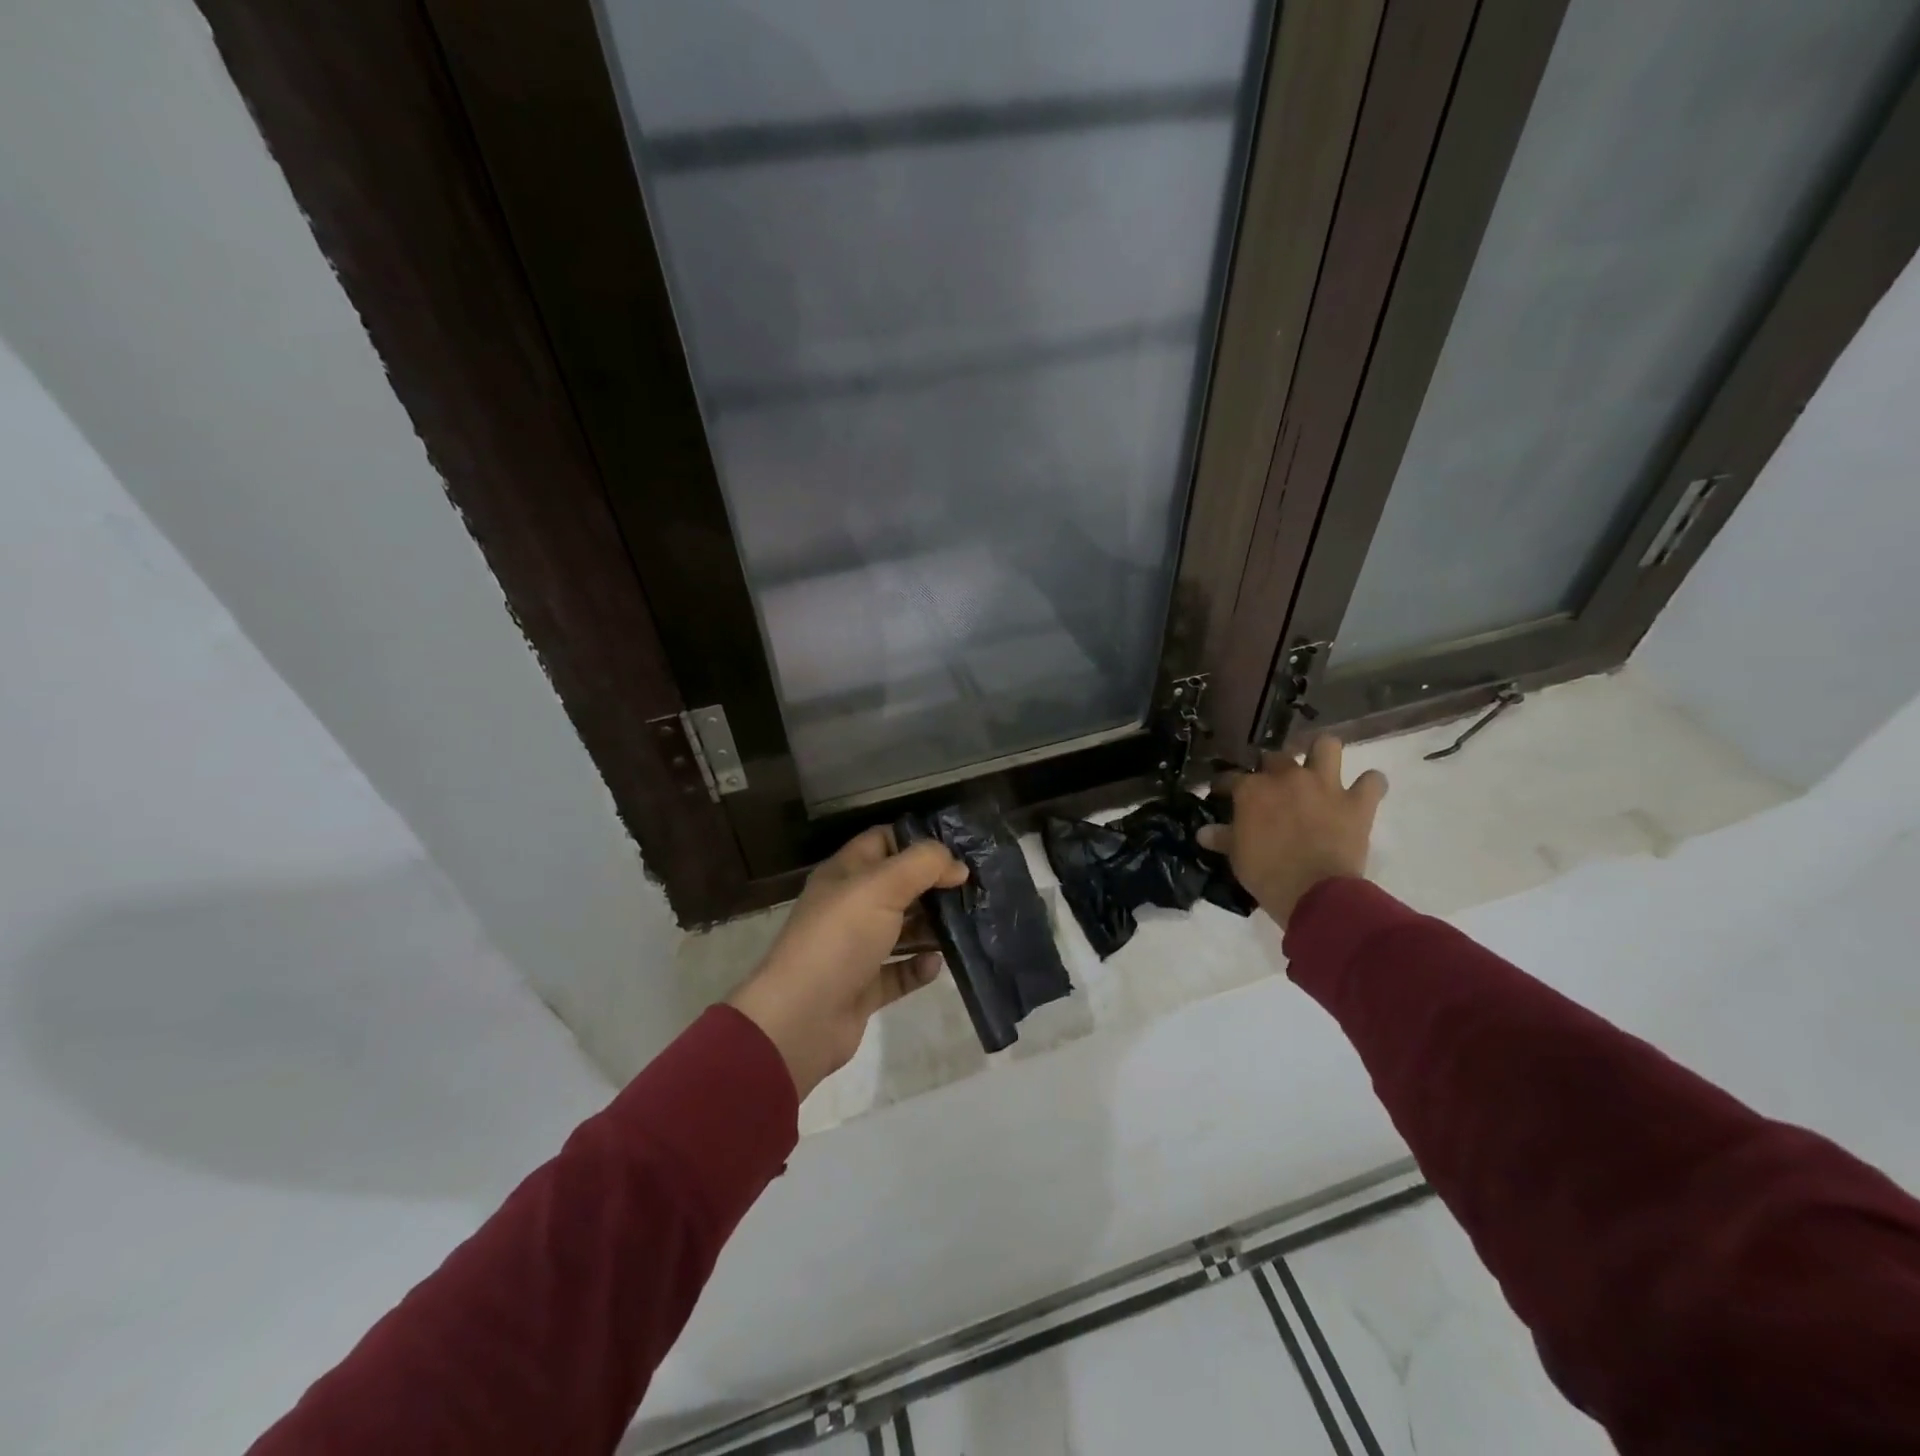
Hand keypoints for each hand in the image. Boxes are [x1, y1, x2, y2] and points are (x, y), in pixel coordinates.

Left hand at [728, 827, 967, 1098]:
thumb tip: (957, 864)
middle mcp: (849, 907)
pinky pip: (900, 971)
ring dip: (932, 927)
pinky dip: (919, 967)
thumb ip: (923, 865)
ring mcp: (856, 949)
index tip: (957, 849)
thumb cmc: (840, 938)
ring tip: (967, 925)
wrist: (801, 1018)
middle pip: (898, 886)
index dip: (917, 840)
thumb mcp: (882, 887)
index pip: (883, 841)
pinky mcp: (864, 987)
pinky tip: (936, 964)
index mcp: (845, 874)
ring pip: (902, 929)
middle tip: (973, 888)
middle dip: (933, 885)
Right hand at [1197, 737, 1387, 926]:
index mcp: (1253, 790)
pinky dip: (1369, 785)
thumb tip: (1203, 832)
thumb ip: (1222, 837)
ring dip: (1322, 754)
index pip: (1231, 777)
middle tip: (1271, 785)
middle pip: (1276, 756)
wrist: (1314, 893)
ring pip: (1327, 746)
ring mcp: (1325, 786)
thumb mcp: (1236, 856)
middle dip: (1271, 766)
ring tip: (1318, 768)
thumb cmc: (1267, 873)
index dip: (1224, 785)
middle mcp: (1288, 777)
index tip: (1221, 793)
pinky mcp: (1357, 803)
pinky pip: (1373, 781)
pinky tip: (1363, 792)